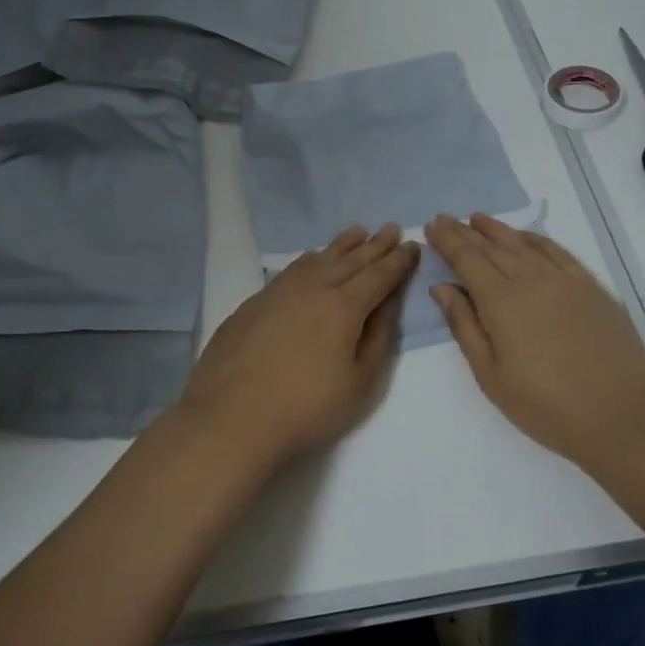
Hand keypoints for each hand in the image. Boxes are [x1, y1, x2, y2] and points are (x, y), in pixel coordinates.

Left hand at [175, 224, 418, 468]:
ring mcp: (279, 291)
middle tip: (391, 228)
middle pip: (351, 260)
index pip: (380, 275)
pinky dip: (310, 259)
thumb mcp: (360, 381)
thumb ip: (378, 336)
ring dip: (342, 245)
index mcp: (344, 305)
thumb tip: (388, 302)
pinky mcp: (254, 302)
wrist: (232, 417)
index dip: (399, 261)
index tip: (413, 245)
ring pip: (318, 259)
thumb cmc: (307, 407)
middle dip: (375, 245)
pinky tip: (311, 260)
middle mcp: (313, 287)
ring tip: (357, 232)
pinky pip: (292, 269)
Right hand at [425, 213, 644, 464]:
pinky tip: (526, 237)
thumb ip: (464, 326)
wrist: (620, 417)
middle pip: (493, 247)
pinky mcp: (592, 287)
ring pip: (524, 244)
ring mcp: (566, 280)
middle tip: (447, 219)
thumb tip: (442, 287)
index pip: (467, 259)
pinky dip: (536, 239)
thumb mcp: (490, 375)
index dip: (447, 241)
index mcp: (502, 302)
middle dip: (466, 232)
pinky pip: (558, 252)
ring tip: (478, 218)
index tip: (431, 226)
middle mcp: (532, 280)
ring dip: (498, 229)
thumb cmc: (545, 406)